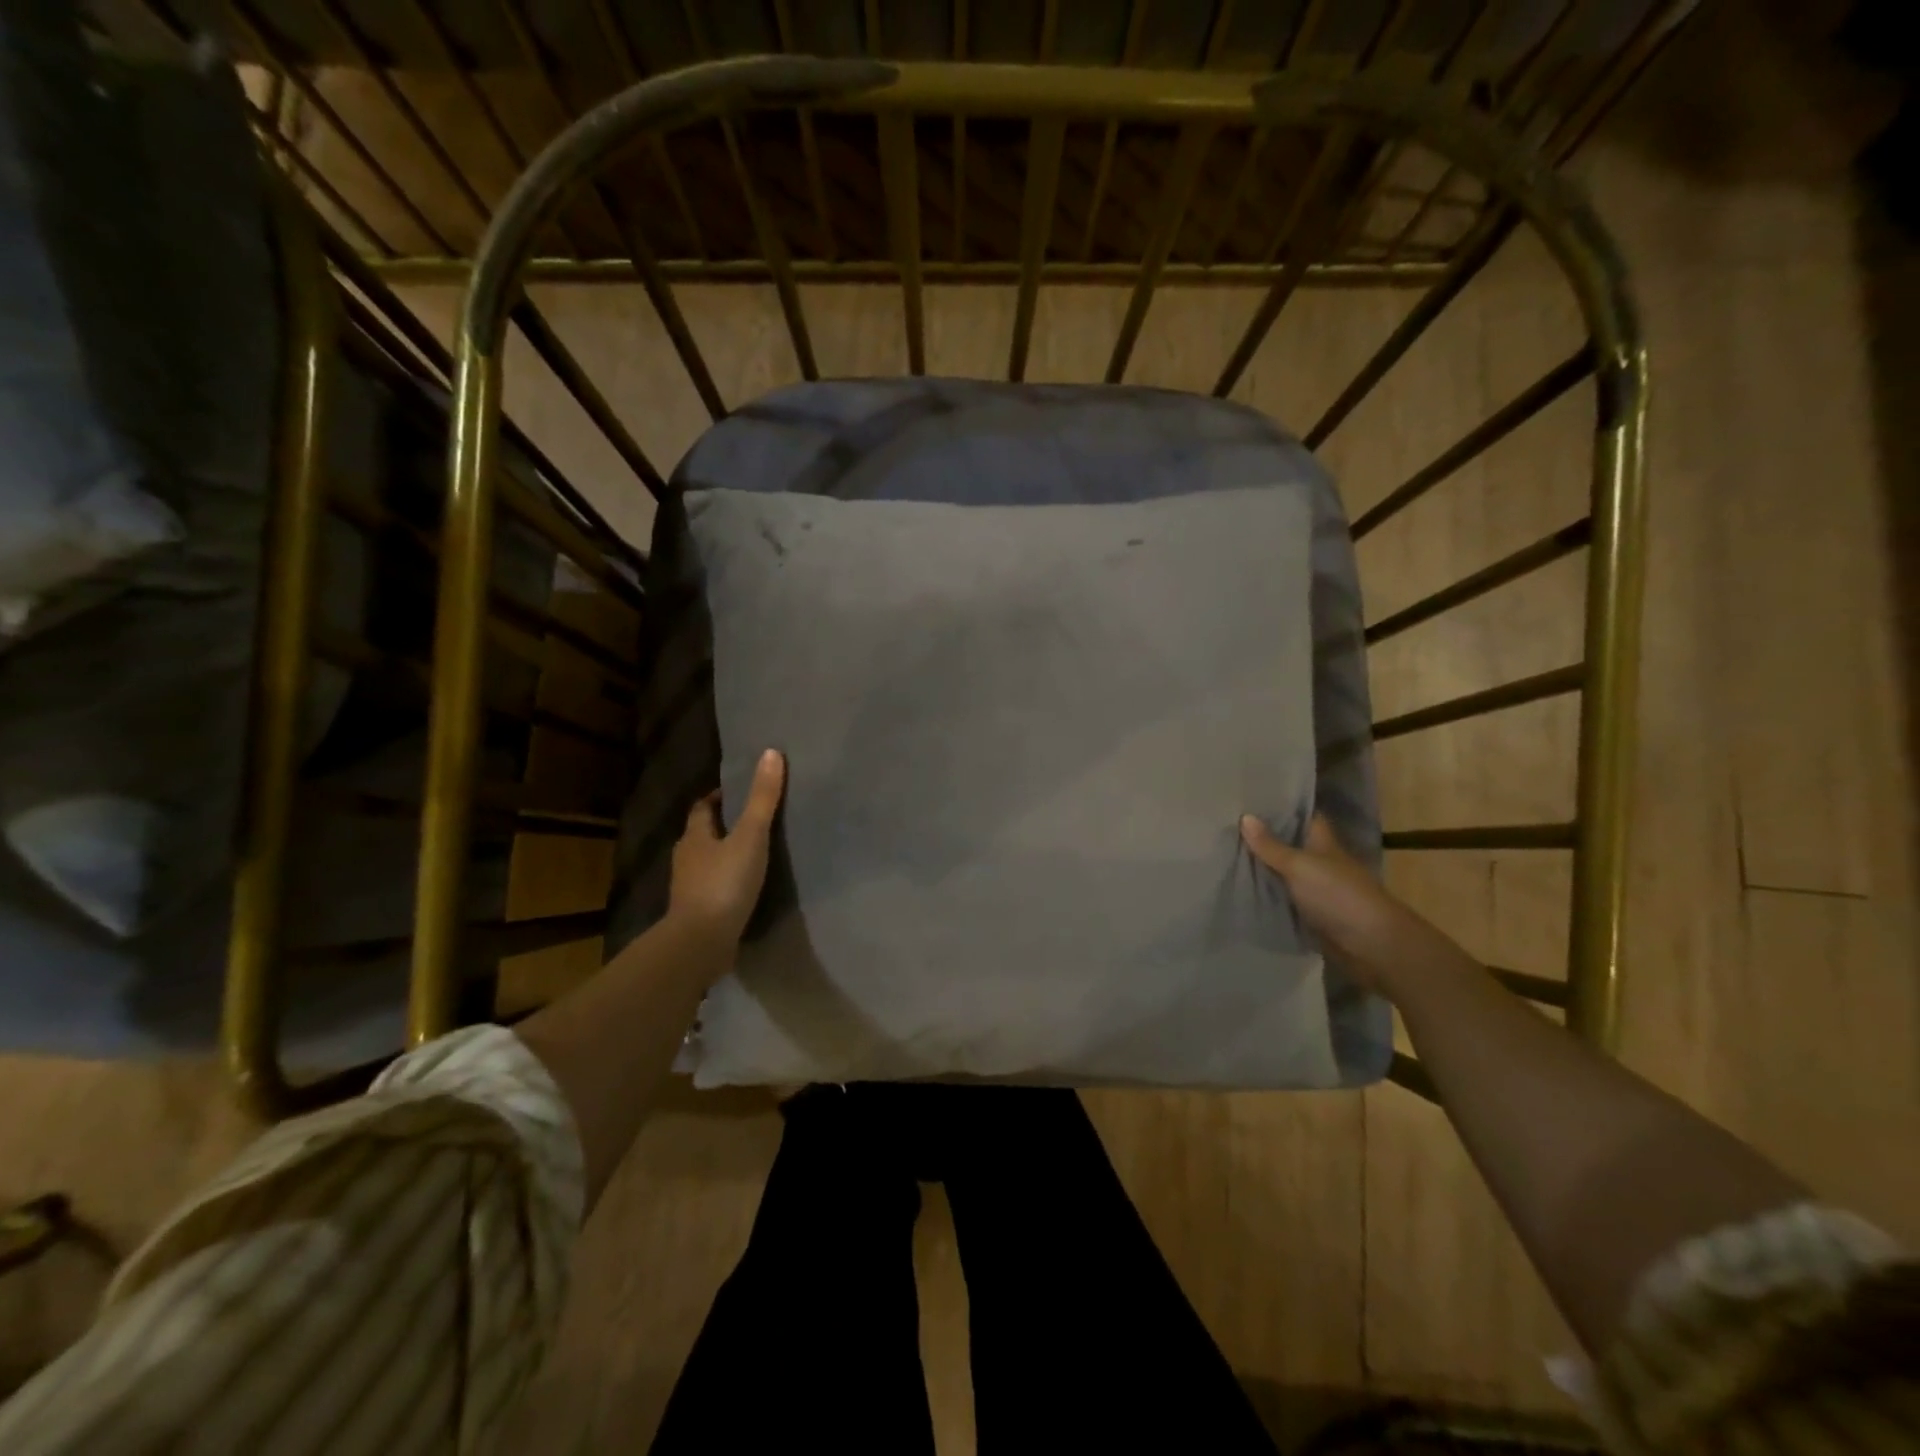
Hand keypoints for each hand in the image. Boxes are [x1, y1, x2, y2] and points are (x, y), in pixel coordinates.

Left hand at [669, 749, 785, 947]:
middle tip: (751, 821)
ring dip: (724, 856)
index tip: (738, 793)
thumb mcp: (750, 837)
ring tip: (753, 854)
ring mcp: (689, 888)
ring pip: (707, 863)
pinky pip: (713, 889)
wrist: (701, 942)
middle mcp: (686, 858)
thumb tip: (771, 753)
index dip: (718, 798)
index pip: (703, 808)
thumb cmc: (724, 883)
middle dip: (722, 826)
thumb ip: (762, 799)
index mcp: (694, 836)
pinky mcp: (698, 913)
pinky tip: (746, 888)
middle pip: (703, 835)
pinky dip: (727, 883)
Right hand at [1239, 812, 1463, 996]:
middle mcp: (1321, 863)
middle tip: (1226, 825)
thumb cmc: (1338, 895)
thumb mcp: (1300, 866)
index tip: (1252, 798)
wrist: (1372, 945)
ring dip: (1262, 868)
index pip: (1304, 817)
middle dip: (1264, 838)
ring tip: (1224, 853)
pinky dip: (1266, 896)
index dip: (1282, 807)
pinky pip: (1284, 900)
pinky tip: (1240, 890)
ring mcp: (1317, 891)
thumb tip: (1244, 816)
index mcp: (1324, 843)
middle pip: (1290, 845)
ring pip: (1284, 874)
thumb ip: (1271, 846)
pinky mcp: (1312, 916)